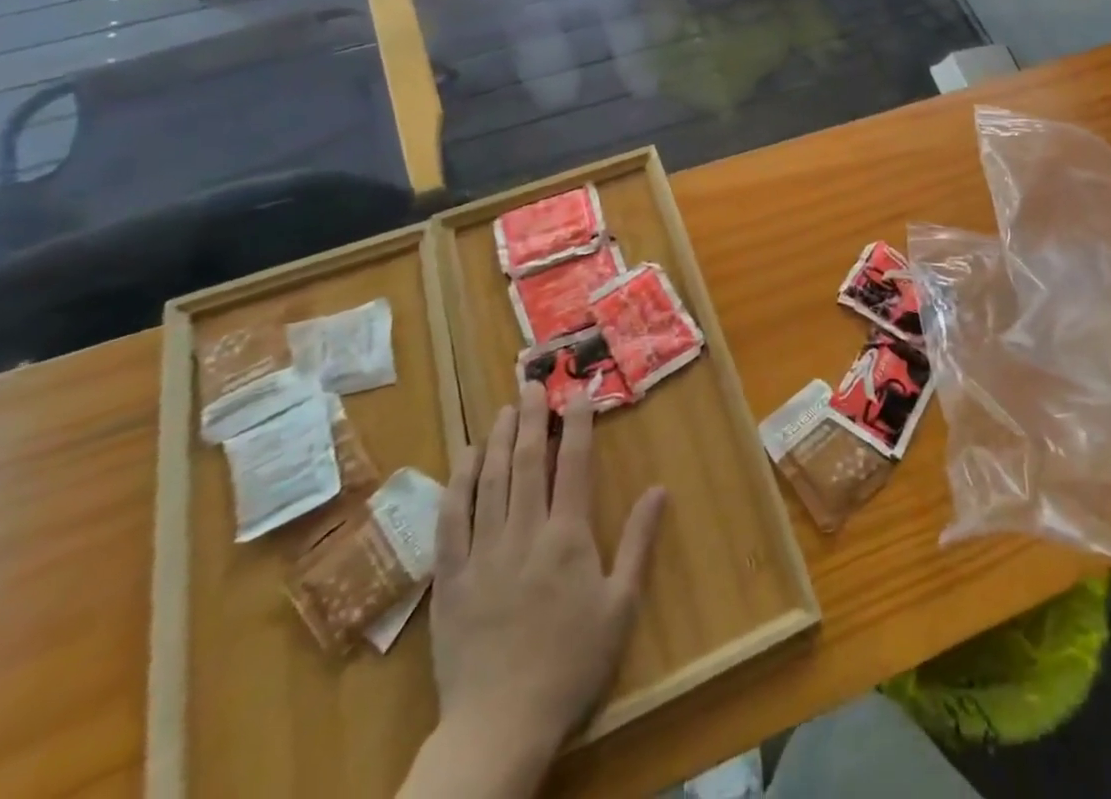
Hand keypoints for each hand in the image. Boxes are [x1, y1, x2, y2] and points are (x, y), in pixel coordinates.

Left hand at [420, 382, 665, 793]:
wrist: (499, 726)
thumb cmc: (570, 665)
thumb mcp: (620, 606)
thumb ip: (638, 542)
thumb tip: (660, 489)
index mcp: (567, 537)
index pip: (572, 464)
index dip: (576, 424)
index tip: (577, 393)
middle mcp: (523, 533)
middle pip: (525, 462)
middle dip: (530, 418)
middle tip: (532, 384)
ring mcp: (482, 553)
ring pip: (487, 481)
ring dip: (495, 439)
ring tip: (503, 409)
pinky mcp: (450, 577)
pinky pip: (451, 519)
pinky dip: (457, 483)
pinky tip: (463, 459)